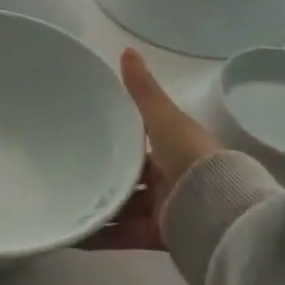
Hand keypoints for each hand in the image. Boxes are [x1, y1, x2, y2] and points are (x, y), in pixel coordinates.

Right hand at [78, 49, 224, 251]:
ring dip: (99, 203)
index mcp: (174, 144)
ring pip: (125, 203)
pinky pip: (125, 234)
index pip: (141, 134)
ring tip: (63, 198)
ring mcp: (167, 207)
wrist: (222, 216)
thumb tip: (126, 49)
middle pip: (131, 171)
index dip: (117, 129)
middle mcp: (171, 174)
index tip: (85, 124)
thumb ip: (143, 90)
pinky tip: (73, 234)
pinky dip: (102, 235)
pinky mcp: (161, 236)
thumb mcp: (164, 119)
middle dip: (104, 168)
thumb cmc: (192, 158)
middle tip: (66, 163)